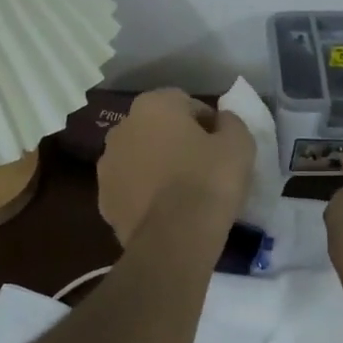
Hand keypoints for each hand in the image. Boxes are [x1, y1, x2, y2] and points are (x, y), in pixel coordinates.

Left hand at [98, 89, 254, 245]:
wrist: (174, 238)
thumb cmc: (209, 180)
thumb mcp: (239, 143)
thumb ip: (230, 123)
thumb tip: (221, 121)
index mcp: (153, 105)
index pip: (186, 104)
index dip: (207, 124)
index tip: (222, 146)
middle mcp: (122, 127)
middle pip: (157, 129)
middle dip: (177, 142)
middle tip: (203, 167)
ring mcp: (106, 165)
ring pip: (139, 158)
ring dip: (156, 167)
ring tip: (182, 193)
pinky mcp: (103, 200)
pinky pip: (131, 189)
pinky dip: (144, 194)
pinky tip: (165, 211)